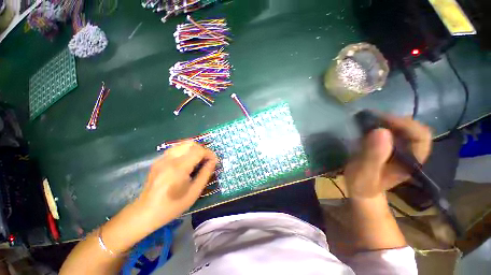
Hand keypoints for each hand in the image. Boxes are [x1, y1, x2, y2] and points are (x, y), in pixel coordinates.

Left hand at [135, 141, 217, 230]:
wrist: (146, 213)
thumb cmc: (173, 205)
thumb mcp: (194, 192)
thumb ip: (205, 173)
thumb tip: (213, 161)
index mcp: (179, 168)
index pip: (198, 151)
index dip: (209, 153)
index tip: (214, 161)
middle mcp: (169, 159)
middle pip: (190, 143)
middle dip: (202, 149)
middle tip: (206, 160)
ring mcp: (162, 159)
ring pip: (182, 144)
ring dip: (193, 149)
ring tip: (198, 159)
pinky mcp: (158, 161)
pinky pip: (175, 149)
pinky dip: (185, 151)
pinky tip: (186, 162)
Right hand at [344, 114, 431, 198]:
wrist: (361, 189)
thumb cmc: (363, 184)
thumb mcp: (365, 173)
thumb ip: (373, 156)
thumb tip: (380, 131)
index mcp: (412, 161)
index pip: (420, 135)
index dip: (404, 124)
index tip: (381, 120)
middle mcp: (411, 152)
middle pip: (411, 128)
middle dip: (392, 120)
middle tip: (370, 119)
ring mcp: (401, 149)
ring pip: (401, 128)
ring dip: (385, 121)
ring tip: (367, 120)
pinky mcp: (391, 147)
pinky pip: (390, 131)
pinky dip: (380, 125)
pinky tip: (367, 126)